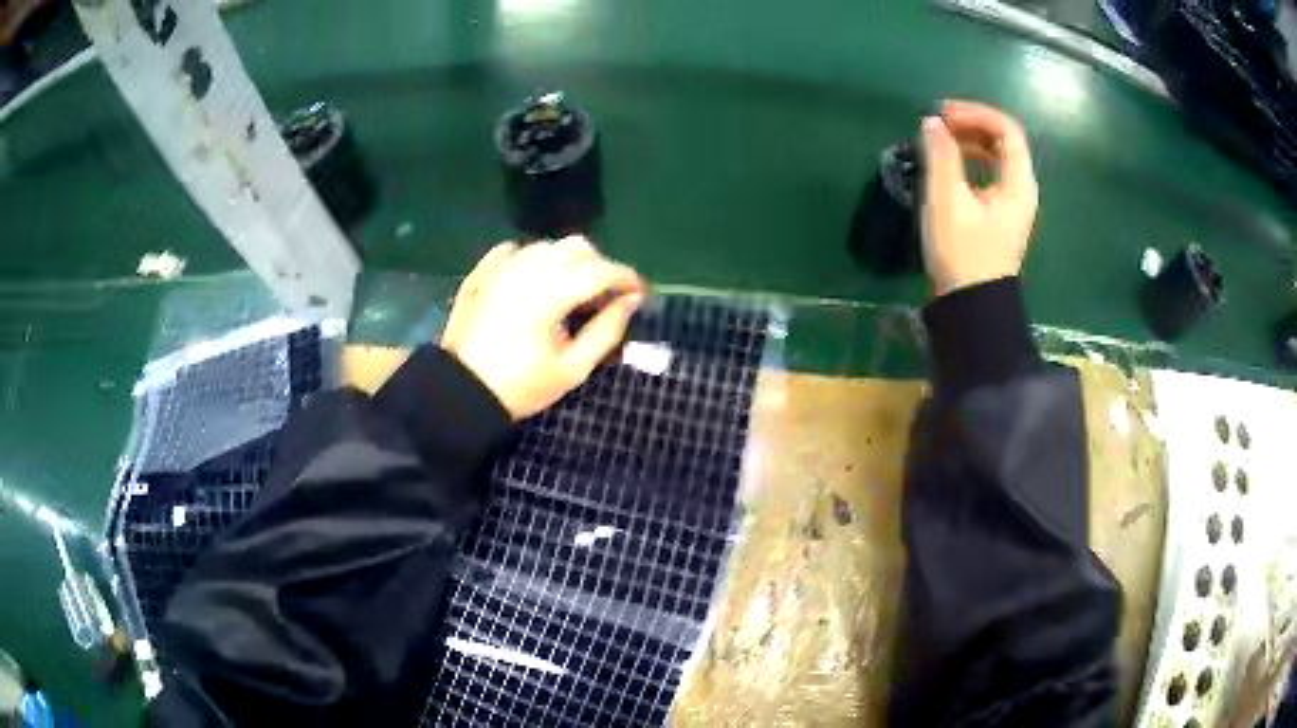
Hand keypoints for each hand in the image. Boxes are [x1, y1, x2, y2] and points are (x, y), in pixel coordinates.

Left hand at [441, 237, 645, 419]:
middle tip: (605, 296)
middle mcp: (526, 269)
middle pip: (576, 247)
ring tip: (571, 292)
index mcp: (549, 294)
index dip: (627, 277)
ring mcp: (500, 267)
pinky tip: (535, 281)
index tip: (640, 293)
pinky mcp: (482, 272)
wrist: (460, 392)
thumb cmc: (521, 387)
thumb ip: (607, 330)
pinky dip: (532, 258)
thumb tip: (632, 301)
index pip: (600, 270)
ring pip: (547, 246)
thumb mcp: (572, 368)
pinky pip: (514, 250)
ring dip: (567, 261)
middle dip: (599, 265)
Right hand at [920, 100, 1039, 296]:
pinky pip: (989, 173)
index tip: (943, 114)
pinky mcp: (999, 215)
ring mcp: (1012, 203)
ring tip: (938, 142)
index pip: (1007, 130)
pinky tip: (948, 167)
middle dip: (971, 124)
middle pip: (1003, 140)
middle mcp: (1021, 189)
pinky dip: (969, 161)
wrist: (971, 306)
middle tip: (938, 124)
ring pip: (996, 157)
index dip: (975, 113)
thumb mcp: (947, 200)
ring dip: (968, 141)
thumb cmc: (962, 253)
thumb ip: (940, 155)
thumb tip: (932, 122)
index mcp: (1018, 183)